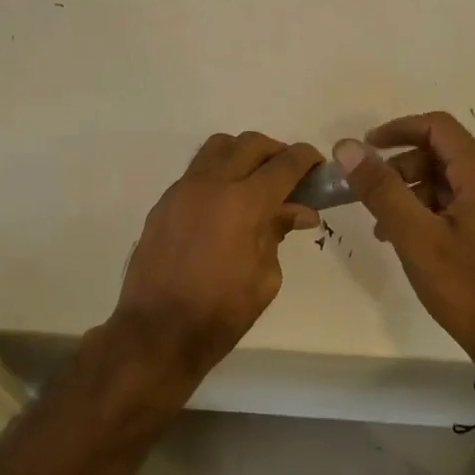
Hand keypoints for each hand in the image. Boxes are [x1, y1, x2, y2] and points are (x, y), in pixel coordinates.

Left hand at [106, 131, 322, 400]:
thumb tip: (298, 210)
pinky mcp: (164, 201)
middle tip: (289, 176)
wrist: (157, 331)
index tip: (318, 165)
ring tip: (255, 182)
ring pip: (218, 147)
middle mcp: (212, 183)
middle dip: (276, 152)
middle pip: (250, 144)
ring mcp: (183, 189)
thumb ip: (278, 233)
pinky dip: (218, 174)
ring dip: (243, 154)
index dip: (306, 158)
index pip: (284, 163)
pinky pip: (197, 171)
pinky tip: (224, 205)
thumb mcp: (265, 278)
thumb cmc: (220, 313)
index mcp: (244, 202)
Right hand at [334, 111, 474, 361]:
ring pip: (452, 182)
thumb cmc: (467, 286)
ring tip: (384, 227)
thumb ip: (381, 188)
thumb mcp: (415, 236)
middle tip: (371, 195)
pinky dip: (433, 211)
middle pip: (444, 154)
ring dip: (414, 193)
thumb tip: (347, 148)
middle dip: (401, 168)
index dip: (398, 130)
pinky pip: (464, 204)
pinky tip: (411, 241)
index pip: (438, 127)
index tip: (365, 148)